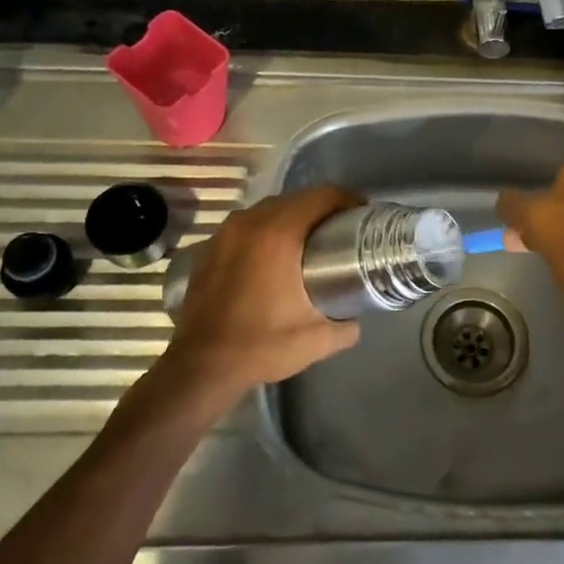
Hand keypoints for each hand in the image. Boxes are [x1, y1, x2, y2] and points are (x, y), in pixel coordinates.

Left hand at [160, 185, 364, 400]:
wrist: (201, 366)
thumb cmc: (261, 345)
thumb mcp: (317, 340)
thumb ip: (346, 325)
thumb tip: (356, 318)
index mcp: (279, 234)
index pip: (322, 197)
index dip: (347, 200)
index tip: (362, 215)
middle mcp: (250, 222)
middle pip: (296, 199)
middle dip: (322, 208)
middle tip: (342, 230)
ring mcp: (226, 232)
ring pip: (269, 209)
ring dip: (292, 217)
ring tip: (310, 241)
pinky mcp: (210, 246)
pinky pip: (247, 226)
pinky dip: (266, 231)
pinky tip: (273, 256)